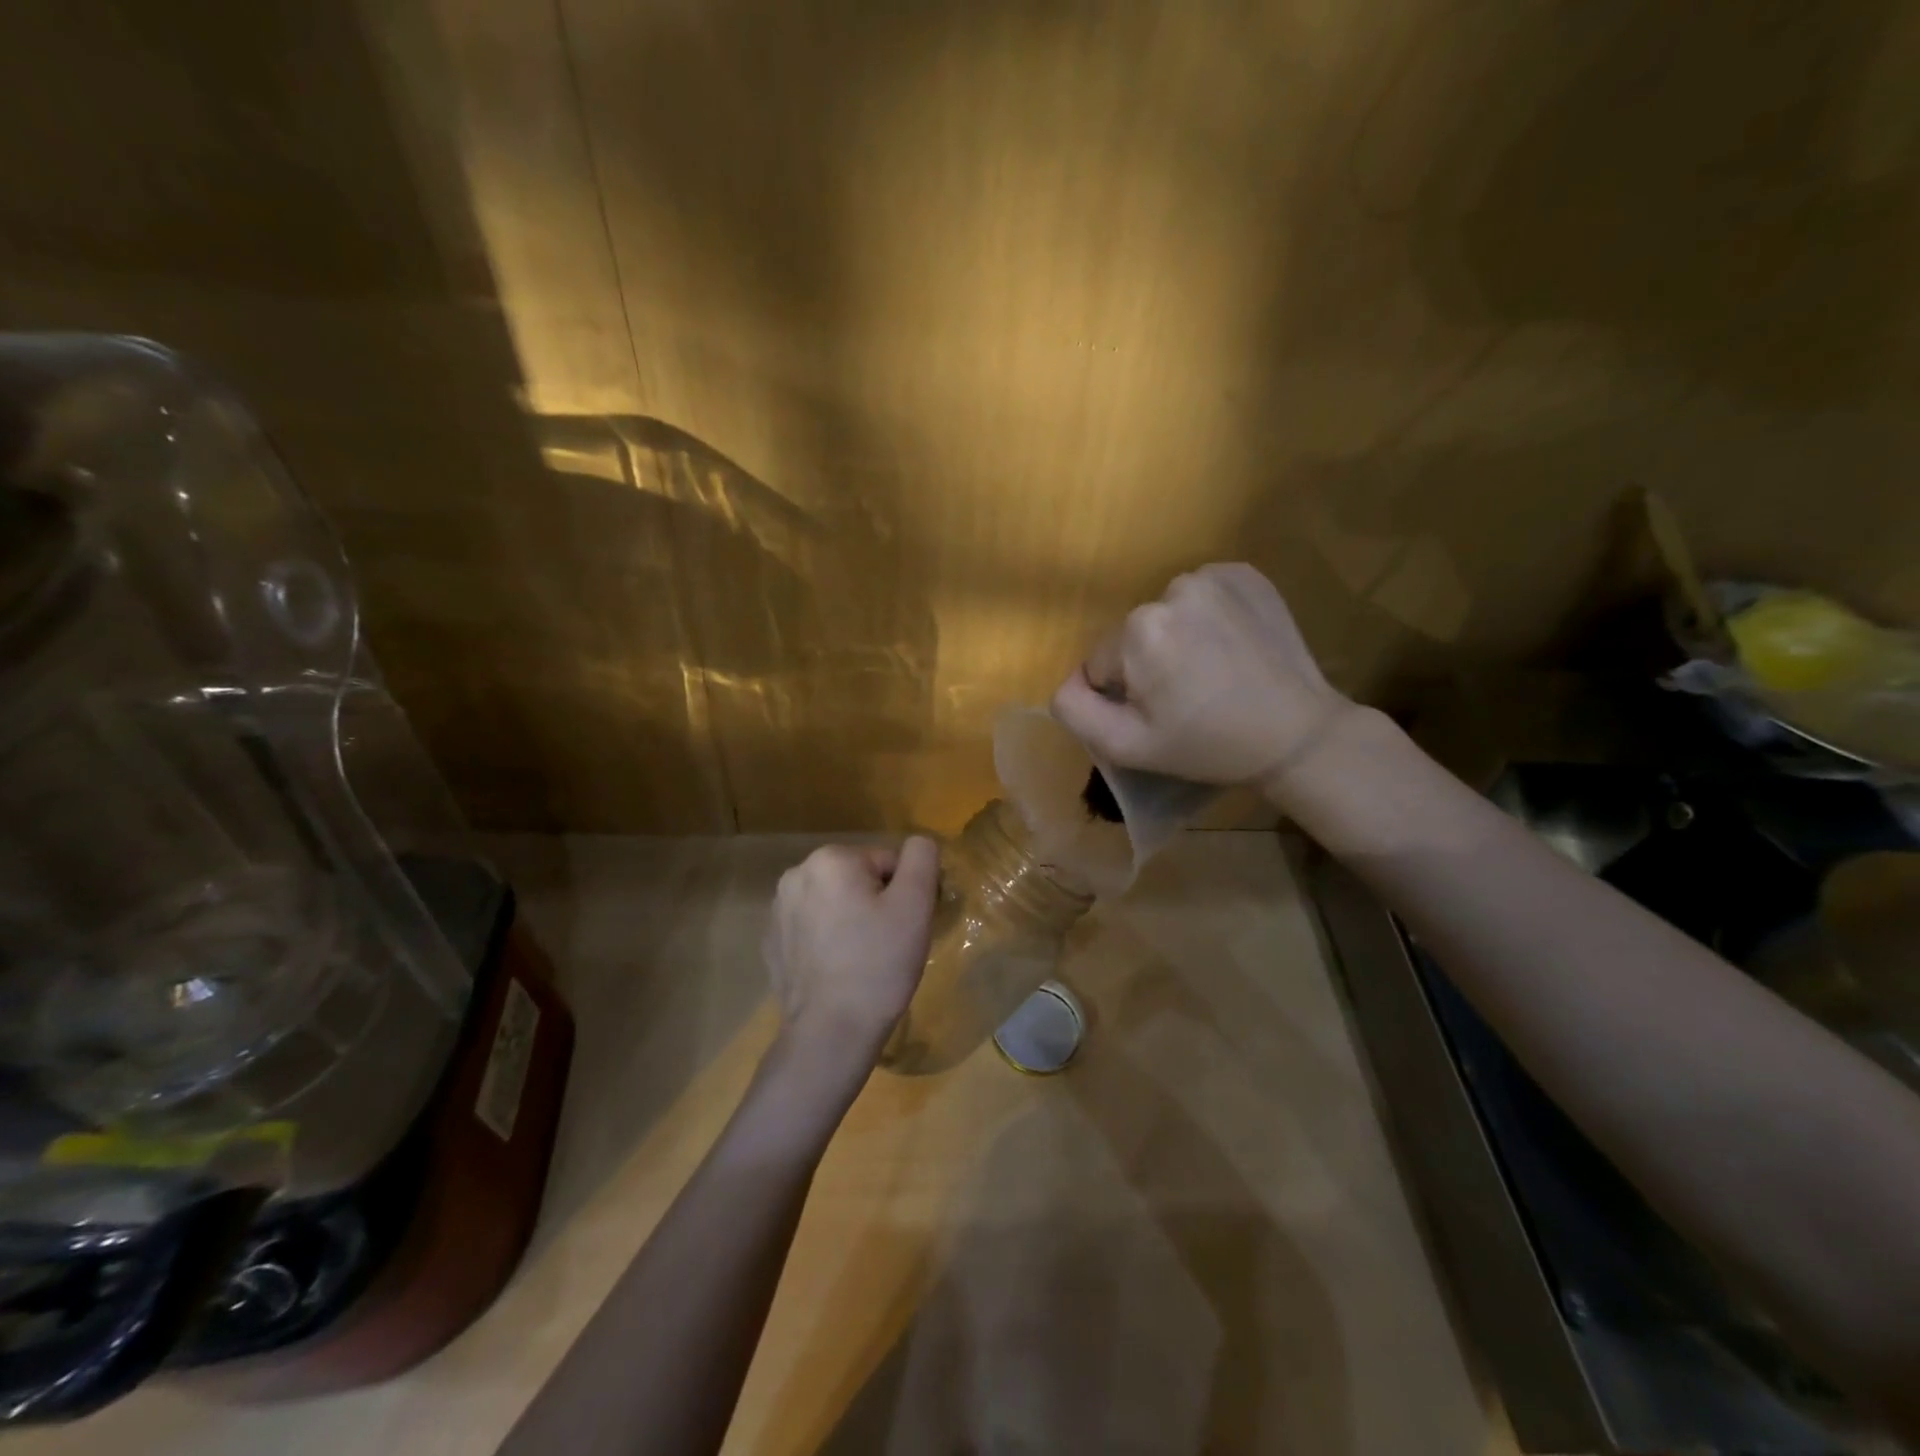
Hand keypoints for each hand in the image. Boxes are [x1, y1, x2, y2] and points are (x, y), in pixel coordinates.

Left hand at [763, 838, 939, 1065]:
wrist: (830, 1032)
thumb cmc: (879, 963)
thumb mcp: (916, 904)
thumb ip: (922, 858)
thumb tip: (919, 843)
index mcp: (830, 859)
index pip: (887, 862)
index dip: (905, 893)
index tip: (907, 926)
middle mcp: (796, 875)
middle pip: (858, 879)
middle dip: (876, 904)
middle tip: (889, 943)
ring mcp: (777, 910)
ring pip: (834, 902)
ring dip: (851, 920)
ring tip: (863, 959)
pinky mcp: (771, 943)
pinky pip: (812, 928)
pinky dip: (828, 941)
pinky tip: (838, 970)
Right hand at [1051, 563, 1354, 797]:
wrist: (1297, 734)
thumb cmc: (1206, 745)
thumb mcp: (1126, 746)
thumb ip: (1075, 709)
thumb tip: (1069, 679)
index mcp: (1139, 630)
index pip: (1102, 662)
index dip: (1125, 693)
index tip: (1162, 712)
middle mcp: (1172, 589)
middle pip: (1133, 633)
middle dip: (1149, 662)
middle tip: (1188, 695)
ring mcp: (1213, 576)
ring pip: (1166, 613)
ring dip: (1178, 637)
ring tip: (1213, 671)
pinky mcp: (1245, 573)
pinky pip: (1202, 594)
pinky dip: (1208, 616)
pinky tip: (1232, 646)